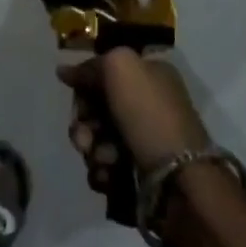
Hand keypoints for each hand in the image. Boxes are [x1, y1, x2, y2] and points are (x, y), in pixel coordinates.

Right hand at [57, 50, 209, 196]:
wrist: (181, 181)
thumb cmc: (150, 116)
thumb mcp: (120, 68)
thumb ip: (91, 66)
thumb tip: (64, 72)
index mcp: (148, 73)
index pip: (103, 71)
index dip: (84, 83)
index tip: (76, 95)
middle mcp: (146, 103)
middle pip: (96, 106)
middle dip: (84, 122)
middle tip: (84, 137)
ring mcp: (142, 139)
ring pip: (97, 138)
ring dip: (91, 149)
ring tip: (104, 160)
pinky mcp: (139, 172)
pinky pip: (105, 166)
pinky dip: (101, 170)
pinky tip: (107, 175)